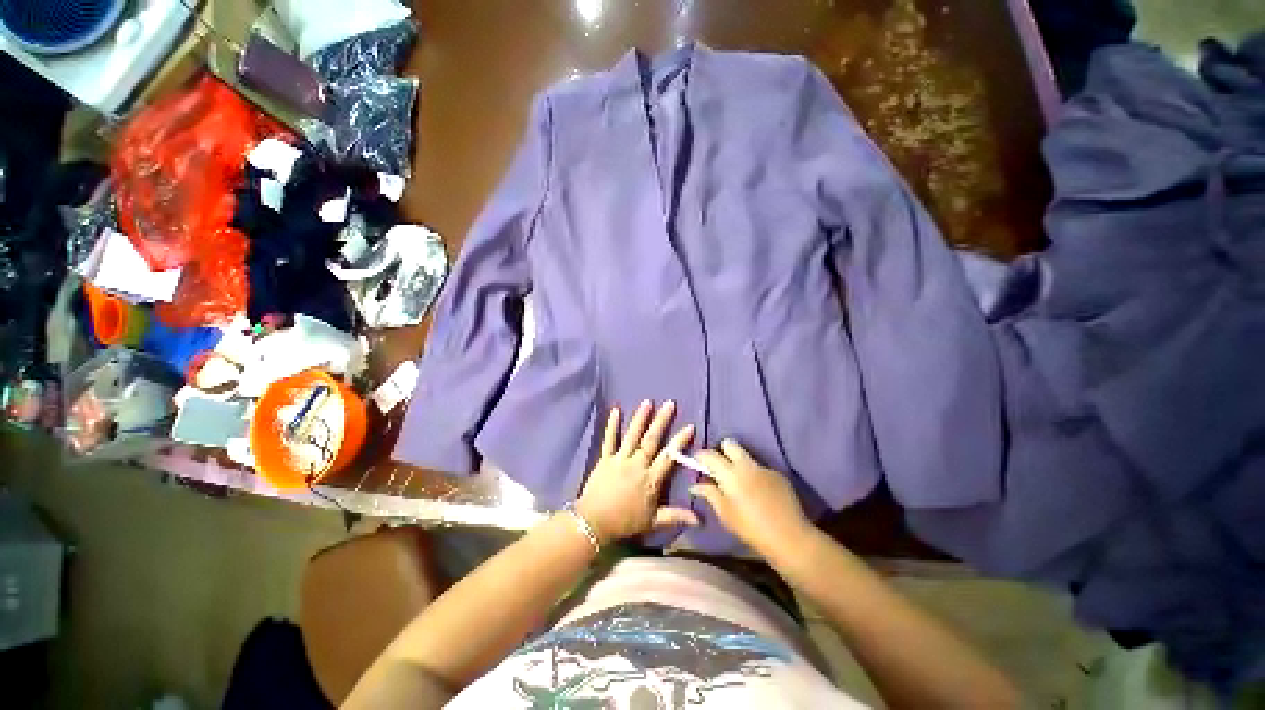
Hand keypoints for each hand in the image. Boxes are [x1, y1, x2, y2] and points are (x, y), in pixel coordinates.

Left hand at [575, 400, 698, 542]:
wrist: (594, 522)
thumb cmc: (625, 522)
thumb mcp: (653, 521)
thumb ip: (676, 516)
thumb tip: (700, 519)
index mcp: (651, 479)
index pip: (668, 457)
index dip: (679, 441)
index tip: (689, 426)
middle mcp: (637, 465)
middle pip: (651, 440)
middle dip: (662, 421)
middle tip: (670, 404)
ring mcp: (620, 459)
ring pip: (632, 436)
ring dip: (640, 418)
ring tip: (648, 402)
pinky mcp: (605, 459)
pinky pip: (609, 439)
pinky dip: (612, 425)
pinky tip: (615, 410)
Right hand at [691, 440, 812, 558]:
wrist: (790, 537)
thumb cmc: (751, 528)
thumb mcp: (725, 514)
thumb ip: (710, 494)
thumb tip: (695, 485)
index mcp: (731, 474)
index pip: (710, 455)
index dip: (701, 456)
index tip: (696, 461)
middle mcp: (747, 465)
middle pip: (730, 445)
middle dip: (722, 451)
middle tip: (719, 468)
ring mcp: (765, 468)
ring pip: (746, 457)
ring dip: (739, 465)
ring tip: (740, 484)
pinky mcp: (779, 475)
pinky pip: (760, 469)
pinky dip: (755, 476)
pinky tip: (759, 494)